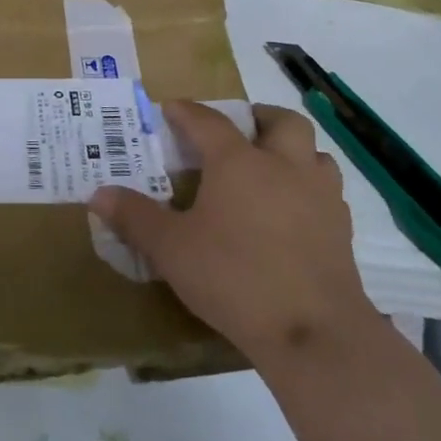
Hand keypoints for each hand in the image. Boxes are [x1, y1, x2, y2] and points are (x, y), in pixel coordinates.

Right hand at [89, 102, 374, 366]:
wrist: (313, 332)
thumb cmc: (234, 278)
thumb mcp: (171, 250)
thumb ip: (135, 218)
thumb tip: (98, 194)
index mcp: (238, 163)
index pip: (209, 122)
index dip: (187, 112)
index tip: (171, 108)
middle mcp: (284, 167)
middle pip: (281, 121)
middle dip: (258, 117)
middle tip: (239, 129)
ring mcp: (320, 197)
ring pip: (315, 153)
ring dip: (294, 151)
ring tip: (272, 167)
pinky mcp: (342, 230)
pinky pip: (328, 192)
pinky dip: (310, 189)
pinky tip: (294, 213)